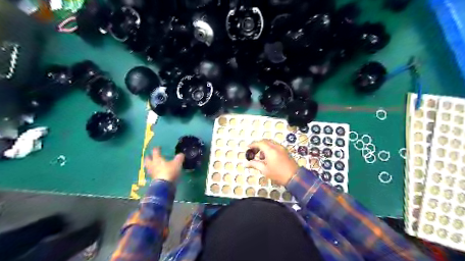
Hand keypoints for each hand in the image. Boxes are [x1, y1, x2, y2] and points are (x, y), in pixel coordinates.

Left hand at [145, 148, 184, 181]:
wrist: (164, 185)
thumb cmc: (169, 171)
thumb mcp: (177, 163)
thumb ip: (179, 158)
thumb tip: (181, 154)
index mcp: (157, 159)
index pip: (155, 152)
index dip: (157, 148)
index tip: (158, 147)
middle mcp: (153, 165)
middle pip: (148, 159)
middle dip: (149, 157)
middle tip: (150, 156)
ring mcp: (152, 172)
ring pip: (148, 167)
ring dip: (150, 165)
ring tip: (153, 164)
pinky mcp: (153, 179)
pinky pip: (152, 173)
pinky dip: (154, 172)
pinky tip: (157, 172)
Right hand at [245, 140, 298, 186]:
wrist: (294, 177)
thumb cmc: (278, 174)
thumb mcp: (264, 170)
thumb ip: (254, 164)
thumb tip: (245, 164)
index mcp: (270, 150)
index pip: (259, 143)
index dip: (252, 145)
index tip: (248, 148)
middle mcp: (276, 146)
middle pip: (265, 141)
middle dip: (258, 145)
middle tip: (253, 152)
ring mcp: (282, 148)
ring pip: (270, 143)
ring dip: (264, 147)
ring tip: (261, 157)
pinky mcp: (285, 151)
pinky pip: (275, 146)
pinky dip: (270, 148)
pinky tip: (268, 158)